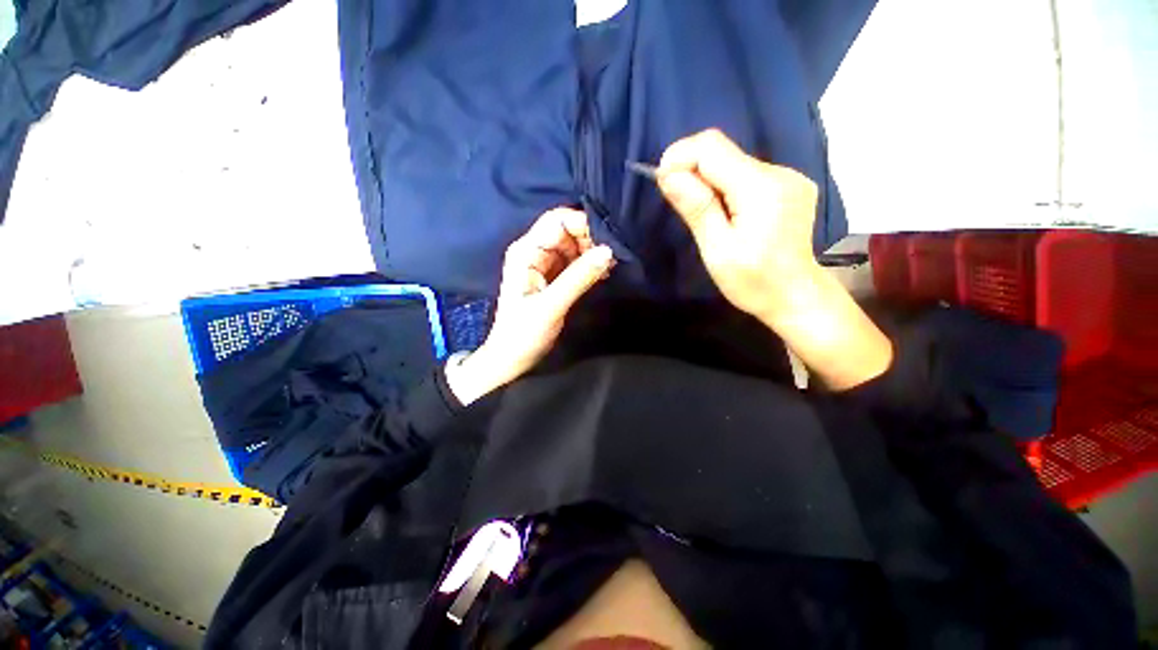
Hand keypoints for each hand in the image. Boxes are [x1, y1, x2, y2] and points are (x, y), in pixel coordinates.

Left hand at [446, 208, 614, 403]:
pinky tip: (602, 273)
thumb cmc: (523, 333)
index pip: (556, 221)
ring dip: (592, 252)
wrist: (512, 358)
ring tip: (609, 267)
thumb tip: (609, 251)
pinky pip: (574, 262)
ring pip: (573, 245)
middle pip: (567, 230)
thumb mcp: (551, 305)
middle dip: (591, 239)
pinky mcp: (553, 277)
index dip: (582, 223)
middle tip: (611, 257)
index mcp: (526, 251)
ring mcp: (544, 264)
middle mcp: (534, 252)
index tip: (608, 239)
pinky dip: (589, 265)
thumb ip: (579, 277)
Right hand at [658, 129, 891, 388]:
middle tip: (679, 203)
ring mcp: (788, 178)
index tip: (663, 183)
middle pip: (723, 152)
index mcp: (761, 188)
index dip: (680, 157)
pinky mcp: (788, 187)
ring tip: (704, 215)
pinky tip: (725, 213)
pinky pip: (746, 174)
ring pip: (733, 162)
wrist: (796, 297)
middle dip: (691, 170)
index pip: (711, 147)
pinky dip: (726, 187)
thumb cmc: (753, 282)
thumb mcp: (718, 250)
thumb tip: (667, 174)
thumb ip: (696, 208)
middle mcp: (779, 172)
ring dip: (708, 181)